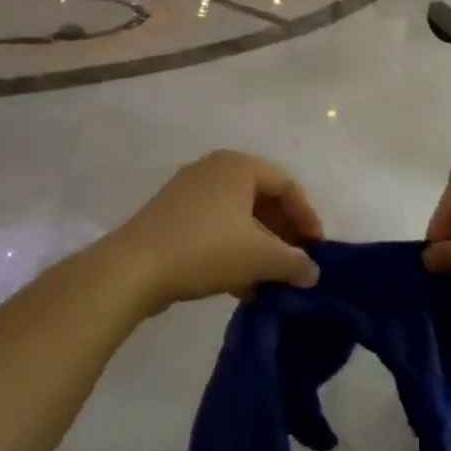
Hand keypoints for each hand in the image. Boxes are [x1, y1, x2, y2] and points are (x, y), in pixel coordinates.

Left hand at [106, 151, 323, 311]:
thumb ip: (293, 263)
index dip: (306, 216)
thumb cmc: (206, 250)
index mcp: (238, 166)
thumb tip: (311, 272)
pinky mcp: (170, 215)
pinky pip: (214, 227)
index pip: (286, 185)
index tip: (317, 248)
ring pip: (237, 216)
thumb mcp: (260, 258)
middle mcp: (213, 169)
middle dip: (282, 233)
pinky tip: (240, 284)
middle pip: (261, 198)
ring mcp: (187, 191)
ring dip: (258, 246)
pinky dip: (232, 250)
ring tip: (270, 278)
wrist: (134, 268)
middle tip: (296, 262)